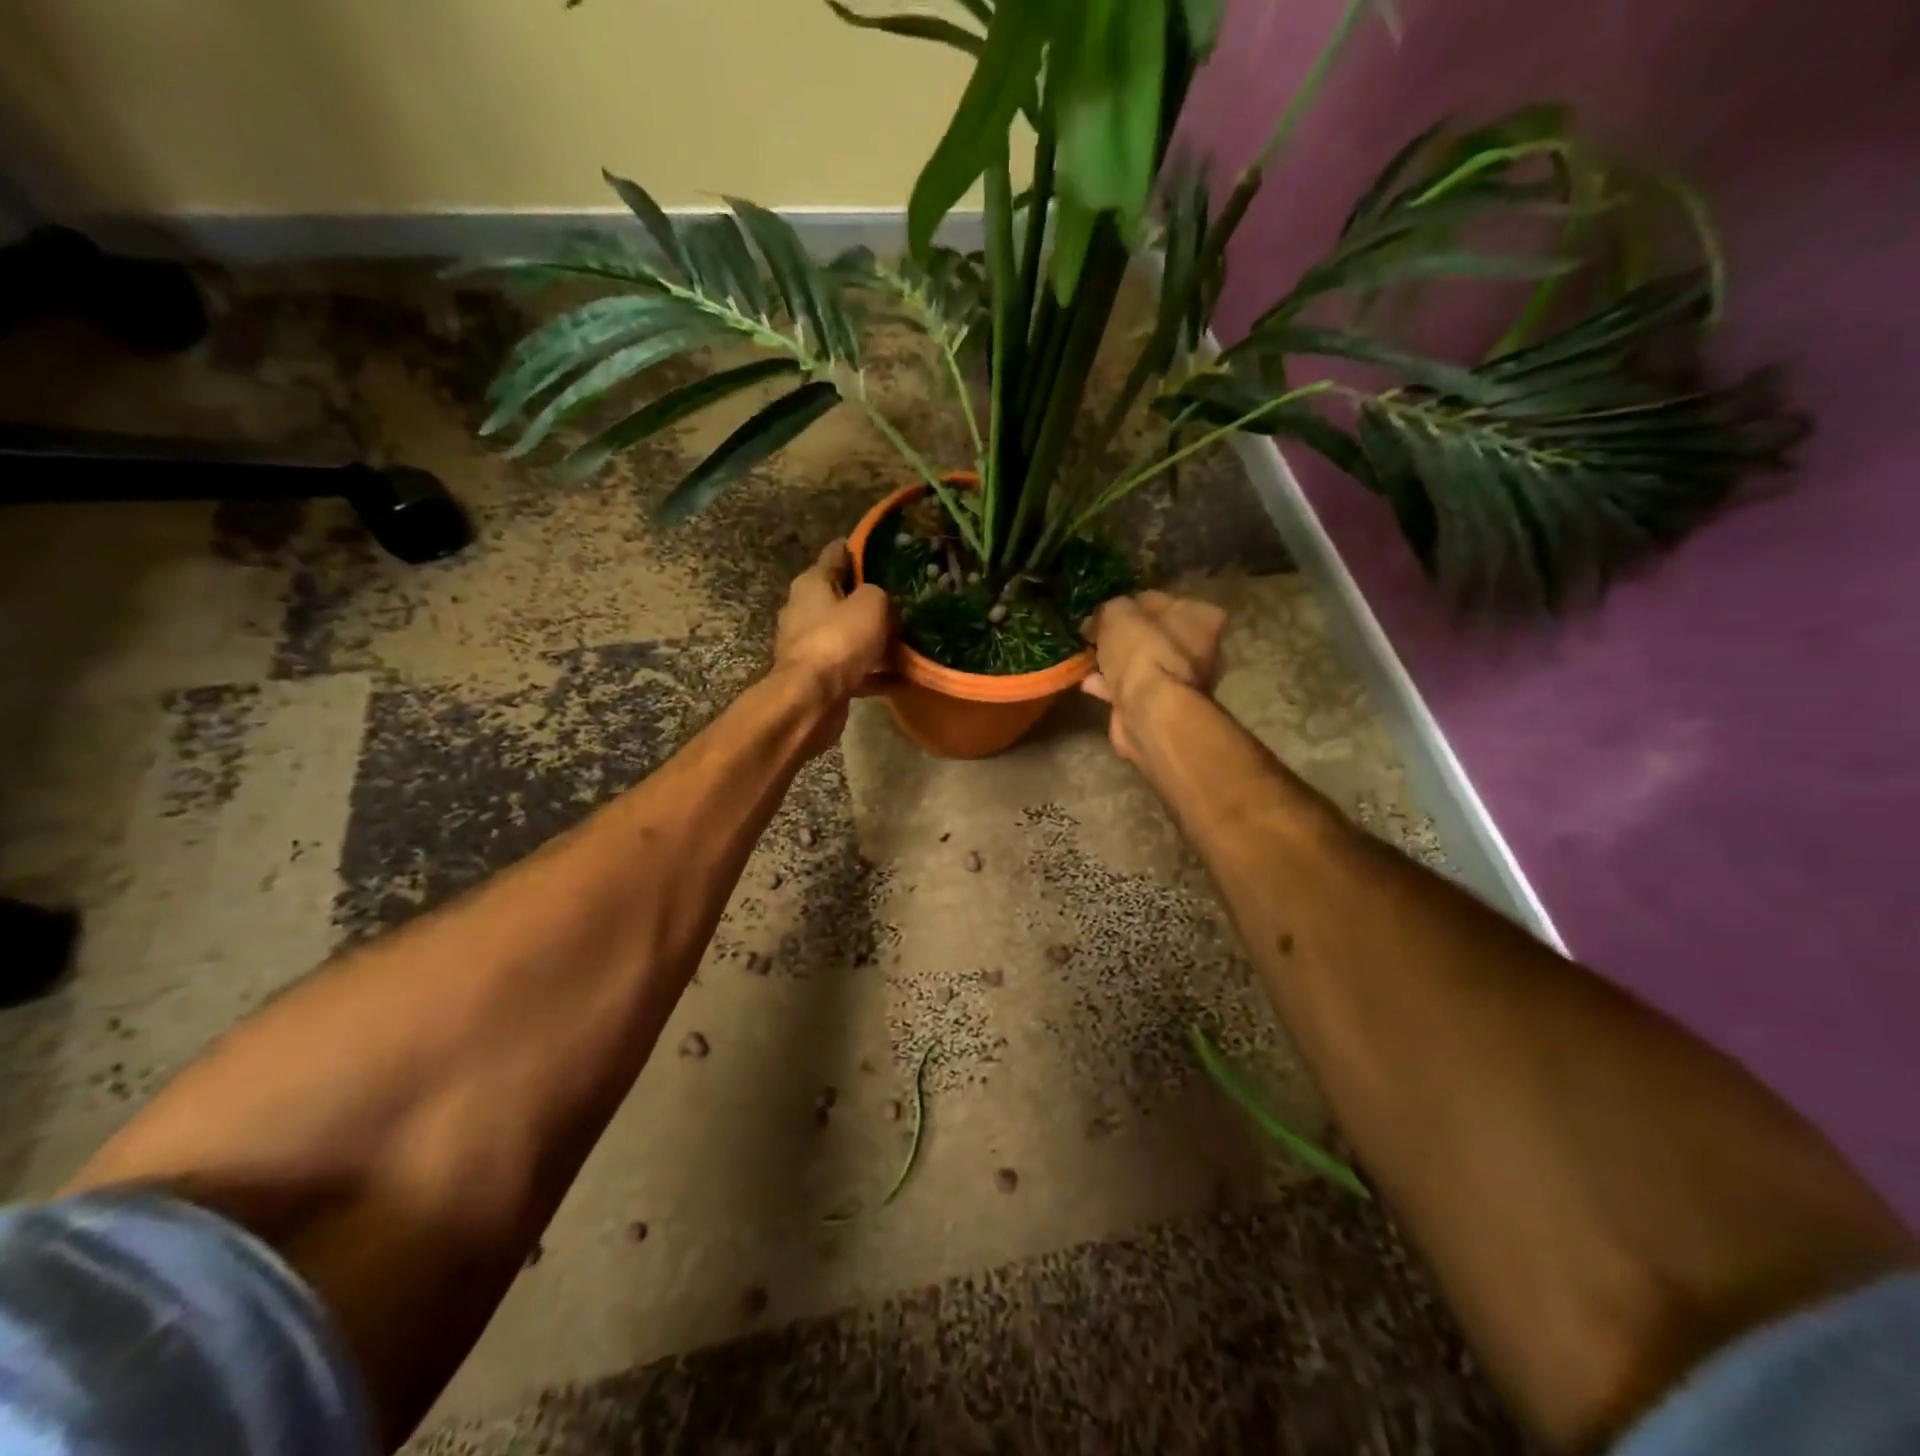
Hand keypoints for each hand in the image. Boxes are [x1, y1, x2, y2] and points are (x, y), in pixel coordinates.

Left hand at [773, 540, 891, 746]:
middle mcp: (804, 611)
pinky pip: (855, 670)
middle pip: (840, 598)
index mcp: (811, 584)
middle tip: (901, 599)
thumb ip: (880, 595)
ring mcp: (810, 647)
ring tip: (907, 641)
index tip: (878, 549)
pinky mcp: (819, 678)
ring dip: (874, 640)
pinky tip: (904, 678)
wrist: (812, 698)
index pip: (834, 556)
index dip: (856, 550)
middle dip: (867, 599)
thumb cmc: (839, 639)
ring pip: (849, 637)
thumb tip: (880, 602)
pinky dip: (876, 673)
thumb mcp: (872, 604)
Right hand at [1081, 591, 1225, 761]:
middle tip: (1093, 635)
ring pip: (1141, 663)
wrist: (1148, 709)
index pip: (1160, 600)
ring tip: (1087, 659)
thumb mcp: (1117, 612)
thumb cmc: (1141, 651)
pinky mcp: (1161, 706)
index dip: (1129, 603)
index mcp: (1200, 616)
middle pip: (1151, 634)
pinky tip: (1088, 683)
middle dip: (1122, 636)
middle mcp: (1200, 648)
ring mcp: (1181, 681)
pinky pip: (1131, 688)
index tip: (1104, 611)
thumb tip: (1101, 617)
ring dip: (1114, 662)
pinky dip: (1111, 685)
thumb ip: (1110, 608)